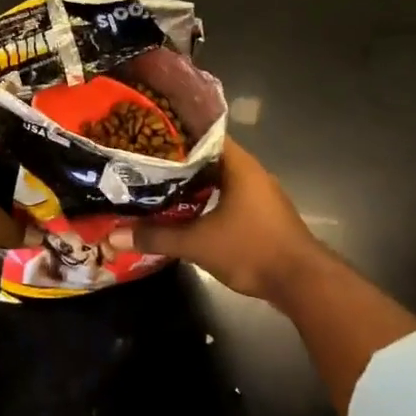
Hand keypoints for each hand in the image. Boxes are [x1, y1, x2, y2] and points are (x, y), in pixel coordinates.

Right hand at [123, 139, 329, 304]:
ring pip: (218, 179)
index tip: (145, 135)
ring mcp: (259, 194)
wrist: (302, 283)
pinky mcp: (261, 215)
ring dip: (192, 183)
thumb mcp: (198, 244)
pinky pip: (228, 197)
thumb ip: (157, 237)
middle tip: (142, 162)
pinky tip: (185, 211)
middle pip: (208, 157)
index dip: (174, 132)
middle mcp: (251, 172)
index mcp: (238, 164)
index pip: (202, 133)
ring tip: (156, 185)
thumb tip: (113, 237)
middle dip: (177, 160)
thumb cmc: (252, 249)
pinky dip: (207, 200)